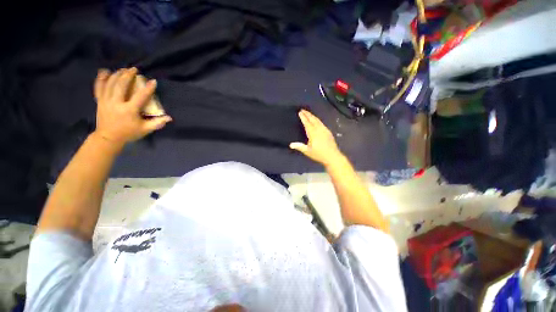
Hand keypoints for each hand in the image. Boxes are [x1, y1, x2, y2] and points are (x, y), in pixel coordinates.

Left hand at [93, 68, 171, 146]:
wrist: (108, 138)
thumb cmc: (129, 133)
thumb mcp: (145, 129)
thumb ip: (157, 123)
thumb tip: (169, 118)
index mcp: (129, 110)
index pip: (140, 97)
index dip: (148, 88)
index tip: (153, 81)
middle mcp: (116, 103)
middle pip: (121, 85)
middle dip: (128, 75)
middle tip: (134, 69)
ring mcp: (106, 101)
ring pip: (110, 84)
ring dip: (117, 75)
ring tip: (123, 69)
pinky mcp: (99, 101)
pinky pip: (99, 87)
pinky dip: (101, 78)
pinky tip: (105, 71)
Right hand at [289, 110, 343, 166]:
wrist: (333, 156)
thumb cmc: (319, 154)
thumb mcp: (307, 151)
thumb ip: (299, 147)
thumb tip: (290, 144)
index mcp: (313, 133)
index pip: (307, 123)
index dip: (303, 117)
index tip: (300, 112)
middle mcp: (319, 129)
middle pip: (313, 119)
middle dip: (308, 114)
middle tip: (303, 110)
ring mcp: (325, 130)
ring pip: (318, 120)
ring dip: (313, 116)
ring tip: (308, 113)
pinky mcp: (328, 132)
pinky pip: (321, 123)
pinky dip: (317, 120)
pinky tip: (316, 120)